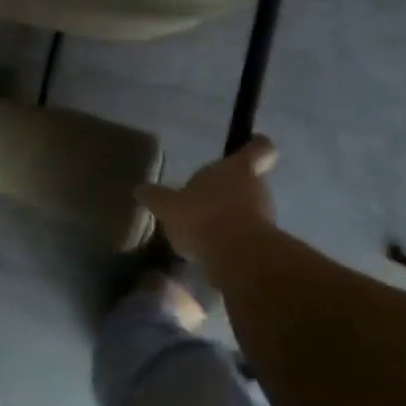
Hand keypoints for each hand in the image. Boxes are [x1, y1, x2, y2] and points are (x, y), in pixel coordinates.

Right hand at [136, 136, 278, 261]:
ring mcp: (265, 217)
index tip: (247, 149)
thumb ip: (156, 197)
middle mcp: (257, 188)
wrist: (238, 259)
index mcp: (237, 168)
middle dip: (230, 189)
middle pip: (250, 181)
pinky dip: (231, 239)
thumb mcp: (168, 206)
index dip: (255, 147)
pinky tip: (208, 249)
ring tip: (203, 228)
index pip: (260, 149)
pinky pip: (245, 235)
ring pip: (249, 209)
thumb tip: (140, 189)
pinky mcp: (264, 244)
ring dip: (229, 215)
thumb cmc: (203, 216)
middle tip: (206, 198)